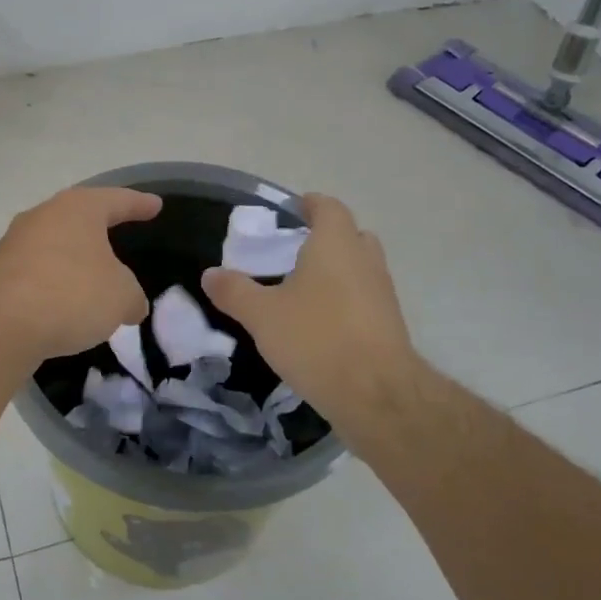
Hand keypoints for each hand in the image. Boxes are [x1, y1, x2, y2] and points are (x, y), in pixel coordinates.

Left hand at [0, 187, 162, 362]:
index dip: (139, 204)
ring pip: (55, 245)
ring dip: (74, 261)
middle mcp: (43, 216)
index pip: (117, 200)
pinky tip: (64, 305)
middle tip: (120, 235)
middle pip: (79, 218)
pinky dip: (54, 284)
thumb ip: (131, 296)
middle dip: (100, 229)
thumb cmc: (71, 294)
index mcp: (78, 208)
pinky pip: (37, 273)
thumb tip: (130, 304)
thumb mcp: (120, 297)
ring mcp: (15, 243)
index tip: (155, 205)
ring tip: (93, 278)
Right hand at [201, 194, 430, 446]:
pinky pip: (365, 299)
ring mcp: (383, 293)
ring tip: (302, 291)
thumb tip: (210, 274)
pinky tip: (320, 324)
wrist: (377, 394)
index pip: (329, 208)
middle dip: (325, 239)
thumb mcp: (262, 315)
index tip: (291, 211)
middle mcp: (365, 260)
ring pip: (360, 268)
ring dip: (337, 272)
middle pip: (350, 235)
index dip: (310, 205)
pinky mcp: (390, 324)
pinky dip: (345, 301)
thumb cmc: (316, 339)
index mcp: (336, 244)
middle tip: (293, 252)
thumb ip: (234, 291)